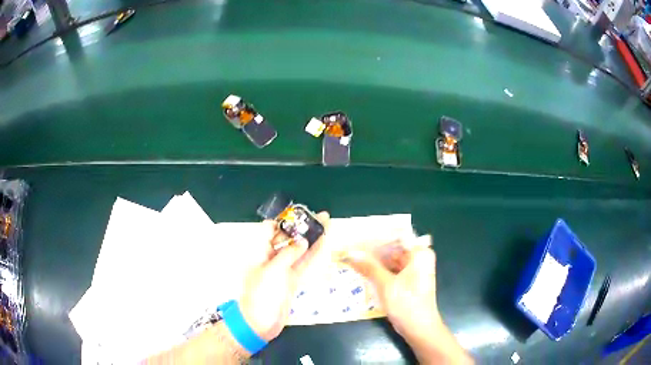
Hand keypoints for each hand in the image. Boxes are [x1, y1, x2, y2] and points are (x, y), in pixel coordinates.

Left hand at [238, 212, 329, 342]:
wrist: (261, 322)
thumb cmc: (262, 294)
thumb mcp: (273, 271)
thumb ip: (289, 254)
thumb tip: (303, 242)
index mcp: (259, 252)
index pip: (269, 229)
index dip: (283, 221)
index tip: (299, 215)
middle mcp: (270, 257)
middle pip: (287, 238)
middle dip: (301, 227)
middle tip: (319, 217)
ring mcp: (282, 269)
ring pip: (298, 250)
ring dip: (311, 239)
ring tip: (326, 225)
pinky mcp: (291, 280)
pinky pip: (303, 264)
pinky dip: (312, 254)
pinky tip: (322, 244)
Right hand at [346, 243, 472, 363]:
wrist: (419, 328)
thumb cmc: (406, 304)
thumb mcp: (385, 284)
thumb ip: (368, 267)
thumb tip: (350, 253)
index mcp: (419, 253)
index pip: (395, 237)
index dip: (375, 237)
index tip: (356, 236)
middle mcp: (419, 258)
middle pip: (393, 248)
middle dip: (373, 250)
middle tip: (351, 249)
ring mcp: (415, 270)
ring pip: (391, 260)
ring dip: (374, 261)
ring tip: (353, 258)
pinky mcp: (409, 281)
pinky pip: (392, 270)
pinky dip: (380, 271)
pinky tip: (363, 271)